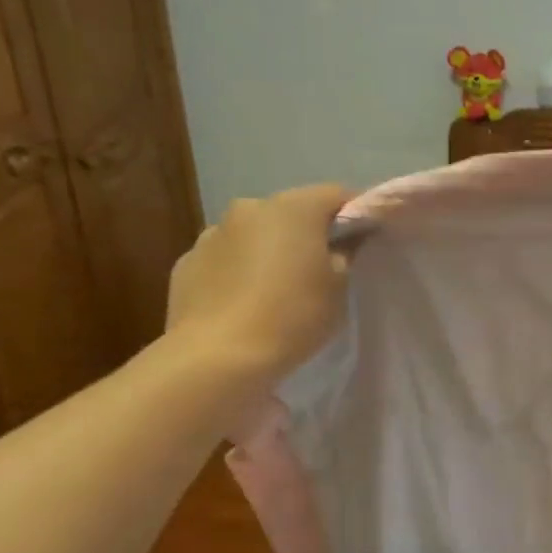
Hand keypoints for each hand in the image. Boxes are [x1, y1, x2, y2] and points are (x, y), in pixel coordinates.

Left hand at [163, 185, 352, 383]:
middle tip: (323, 268)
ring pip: (254, 235)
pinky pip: (225, 259)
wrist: (218, 357)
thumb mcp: (338, 288)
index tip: (366, 239)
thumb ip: (345, 255)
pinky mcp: (186, 264)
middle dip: (308, 233)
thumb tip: (342, 242)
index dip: (356, 214)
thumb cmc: (292, 316)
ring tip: (278, 289)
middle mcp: (249, 208)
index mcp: (293, 208)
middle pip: (291, 212)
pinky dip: (239, 271)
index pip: (336, 195)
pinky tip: (245, 303)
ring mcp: (212, 234)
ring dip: (269, 250)